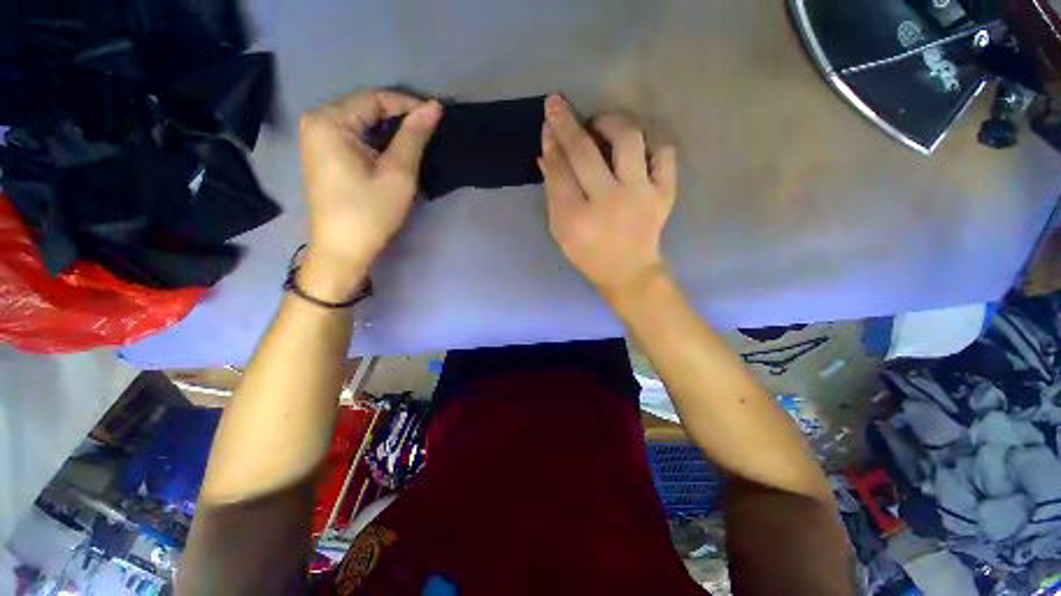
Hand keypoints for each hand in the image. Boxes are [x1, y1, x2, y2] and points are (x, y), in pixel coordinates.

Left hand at [297, 90, 441, 300]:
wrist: (343, 251)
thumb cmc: (370, 212)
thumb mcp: (397, 173)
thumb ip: (414, 137)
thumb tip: (434, 107)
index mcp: (329, 120)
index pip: (375, 99)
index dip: (409, 105)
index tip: (437, 117)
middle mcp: (317, 122)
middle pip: (366, 109)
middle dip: (400, 119)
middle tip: (430, 132)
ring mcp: (318, 140)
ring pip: (363, 124)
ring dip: (391, 132)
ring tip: (419, 143)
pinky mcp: (325, 156)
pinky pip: (356, 138)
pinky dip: (379, 143)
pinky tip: (397, 154)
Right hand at [539, 94, 677, 299]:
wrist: (628, 271)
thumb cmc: (588, 254)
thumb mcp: (561, 230)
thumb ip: (553, 193)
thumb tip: (546, 154)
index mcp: (577, 218)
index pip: (560, 170)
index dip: (552, 142)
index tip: (548, 121)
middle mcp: (609, 202)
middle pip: (585, 151)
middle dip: (567, 123)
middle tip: (558, 104)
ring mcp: (641, 196)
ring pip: (628, 140)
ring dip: (611, 123)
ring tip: (601, 125)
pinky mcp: (664, 194)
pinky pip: (664, 153)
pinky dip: (650, 142)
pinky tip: (636, 147)